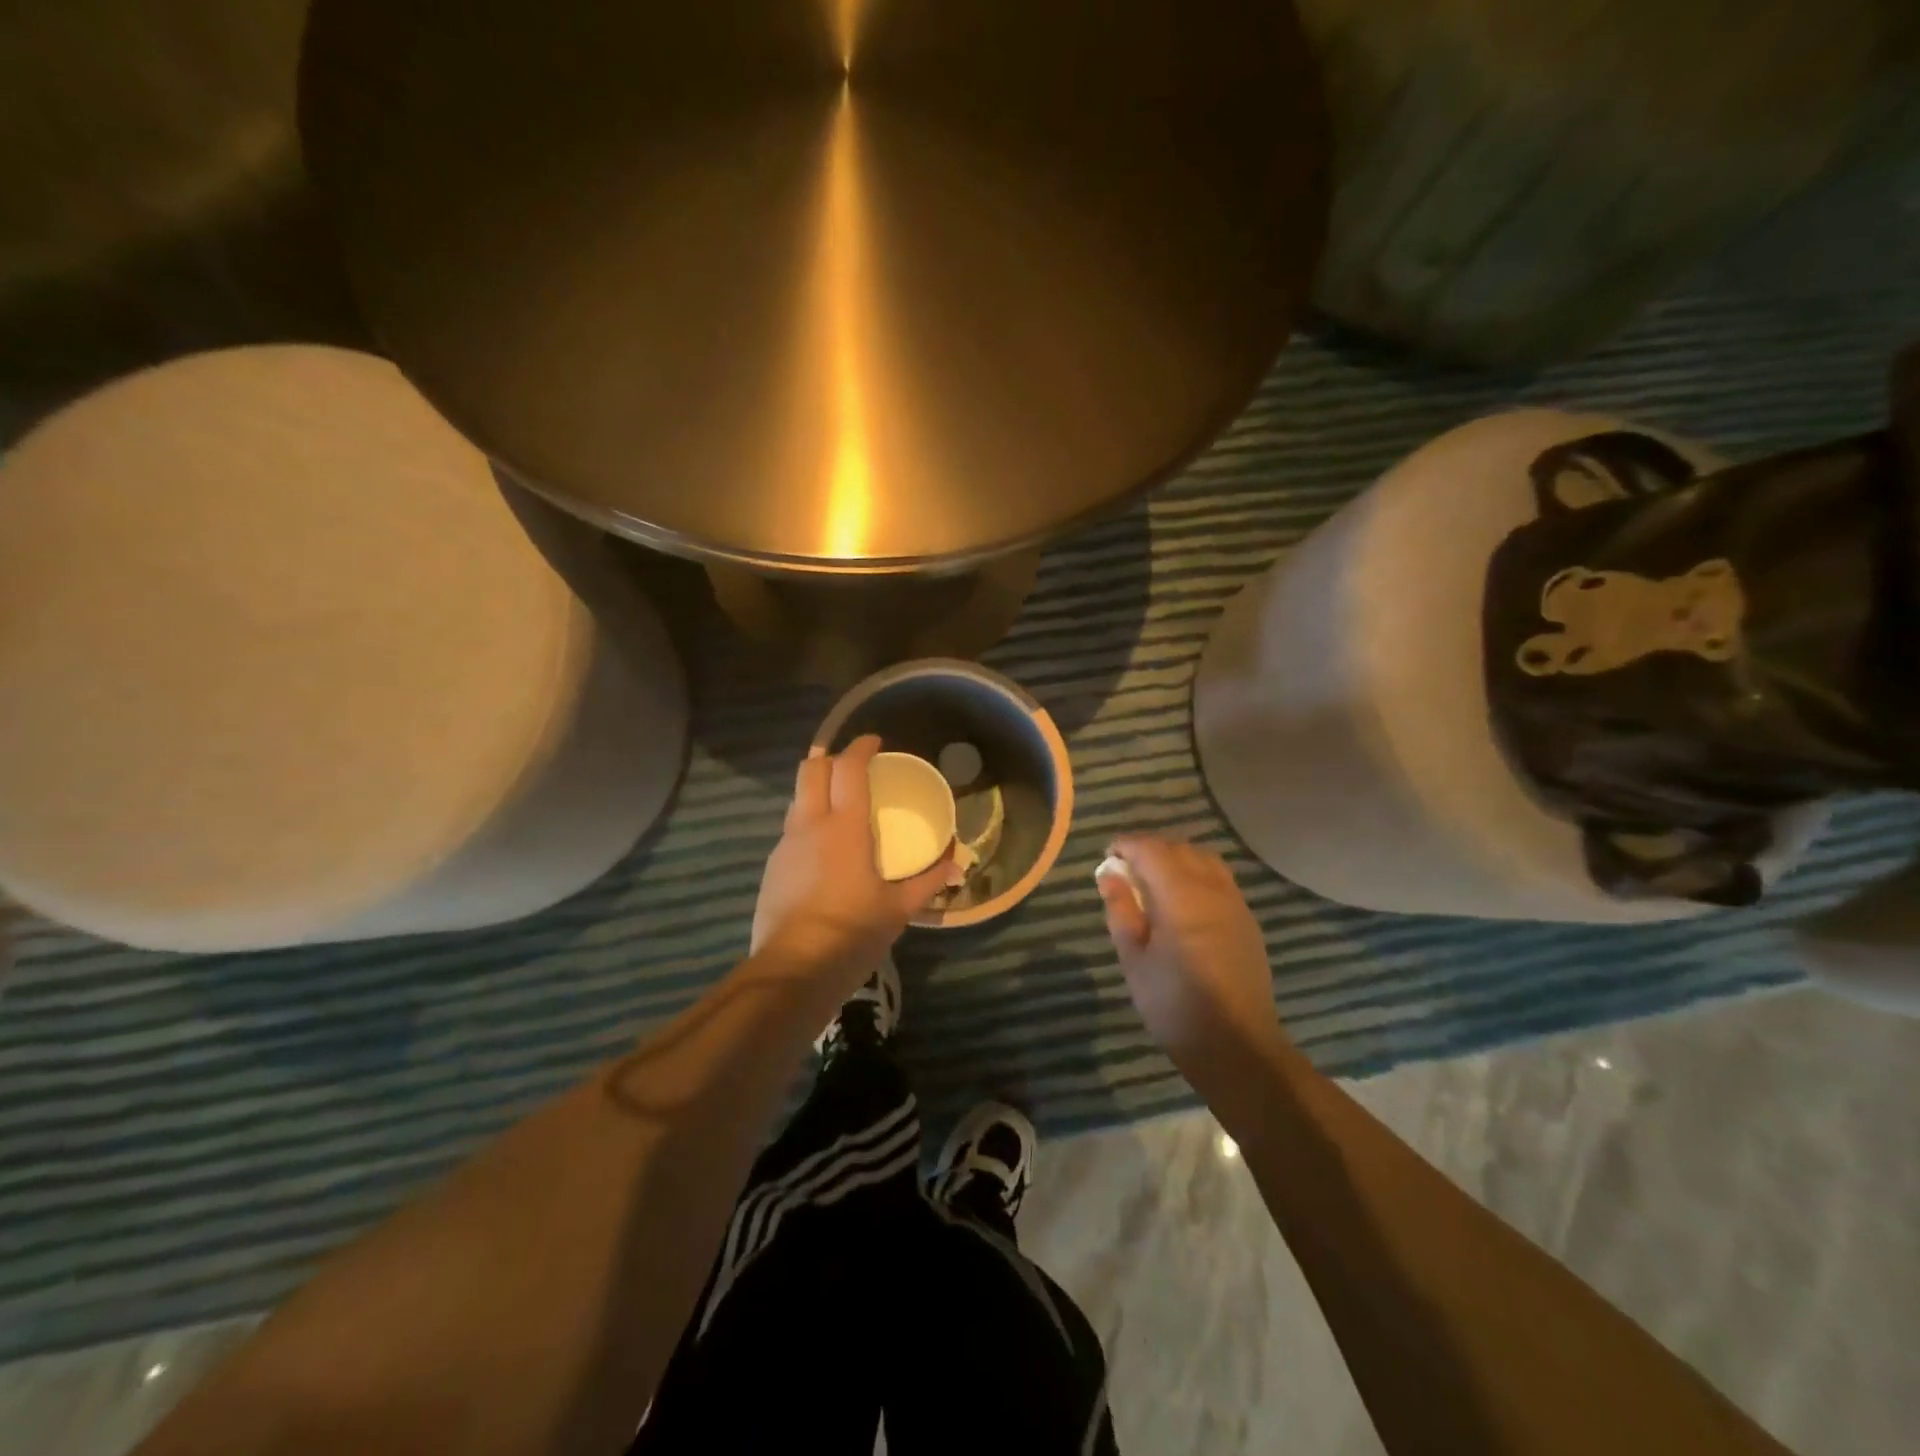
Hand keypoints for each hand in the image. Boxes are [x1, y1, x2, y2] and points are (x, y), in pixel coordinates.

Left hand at [752, 736, 955, 993]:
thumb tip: (956, 864)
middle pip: (810, 770)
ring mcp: (785, 846)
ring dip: (816, 790)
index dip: (861, 748)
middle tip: (852, 766)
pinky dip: (808, 823)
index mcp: (844, 827)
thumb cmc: (852, 933)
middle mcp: (810, 825)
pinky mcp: (772, 868)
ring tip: (839, 806)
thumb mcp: (898, 909)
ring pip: (797, 798)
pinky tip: (824, 851)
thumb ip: (928, 882)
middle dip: (830, 757)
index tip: (875, 742)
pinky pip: (791, 830)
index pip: (848, 769)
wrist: (792, 971)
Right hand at [1098, 836, 1286, 1087]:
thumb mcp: (1134, 960)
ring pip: (1203, 858)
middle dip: (1149, 848)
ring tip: (1153, 879)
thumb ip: (1121, 910)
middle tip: (1125, 868)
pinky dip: (1196, 872)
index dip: (1126, 845)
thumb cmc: (1174, 1005)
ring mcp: (1234, 902)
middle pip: (1178, 847)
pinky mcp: (1246, 918)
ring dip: (1175, 857)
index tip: (1108, 855)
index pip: (1151, 849)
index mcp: (1180, 897)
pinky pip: (1219, 877)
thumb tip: (1109, 874)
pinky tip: (1182, 898)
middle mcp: (1211, 889)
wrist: (1237, 1046)